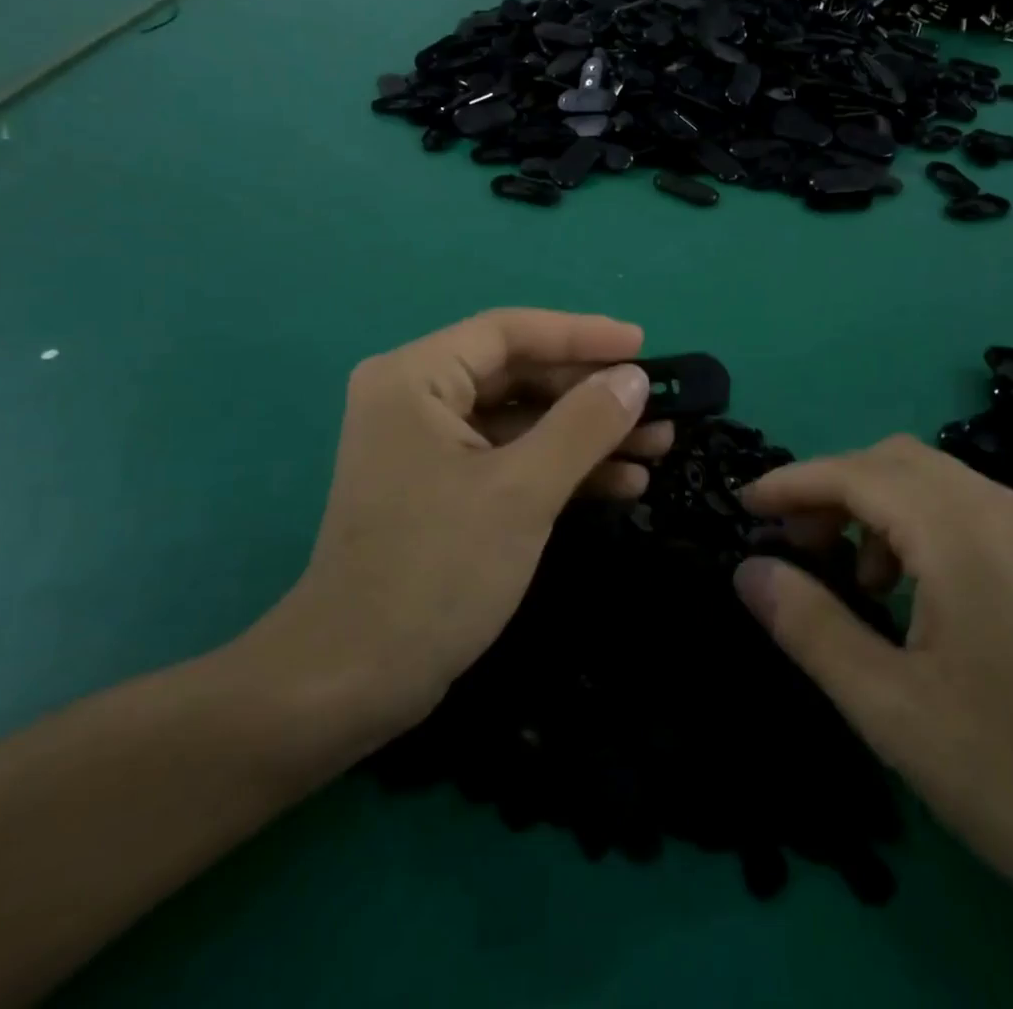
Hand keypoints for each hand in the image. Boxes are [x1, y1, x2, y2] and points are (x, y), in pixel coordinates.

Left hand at [236, 309, 663, 739]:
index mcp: (415, 377)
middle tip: (658, 406)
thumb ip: (584, 425)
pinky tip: (621, 483)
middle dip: (591, 394)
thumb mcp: (522, 490)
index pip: (509, 332)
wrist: (355, 681)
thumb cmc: (435, 570)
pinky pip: (511, 459)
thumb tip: (633, 378)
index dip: (581, 334)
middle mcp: (415, 398)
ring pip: (522, 421)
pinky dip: (562, 468)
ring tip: (658, 446)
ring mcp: (428, 447)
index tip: (641, 346)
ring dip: (587, 435)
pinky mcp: (443, 489)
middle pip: (519, 375)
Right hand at [733, 436, 1012, 950]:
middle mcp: (1004, 510)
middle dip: (830, 490)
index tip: (742, 506)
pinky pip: (966, 510)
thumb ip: (809, 625)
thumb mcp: (890, 709)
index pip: (855, 472)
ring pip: (931, 480)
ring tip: (850, 578)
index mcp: (963, 533)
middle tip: (793, 547)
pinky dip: (915, 525)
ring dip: (873, 506)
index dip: (791, 482)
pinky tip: (910, 593)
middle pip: (893, 460)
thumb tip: (748, 569)